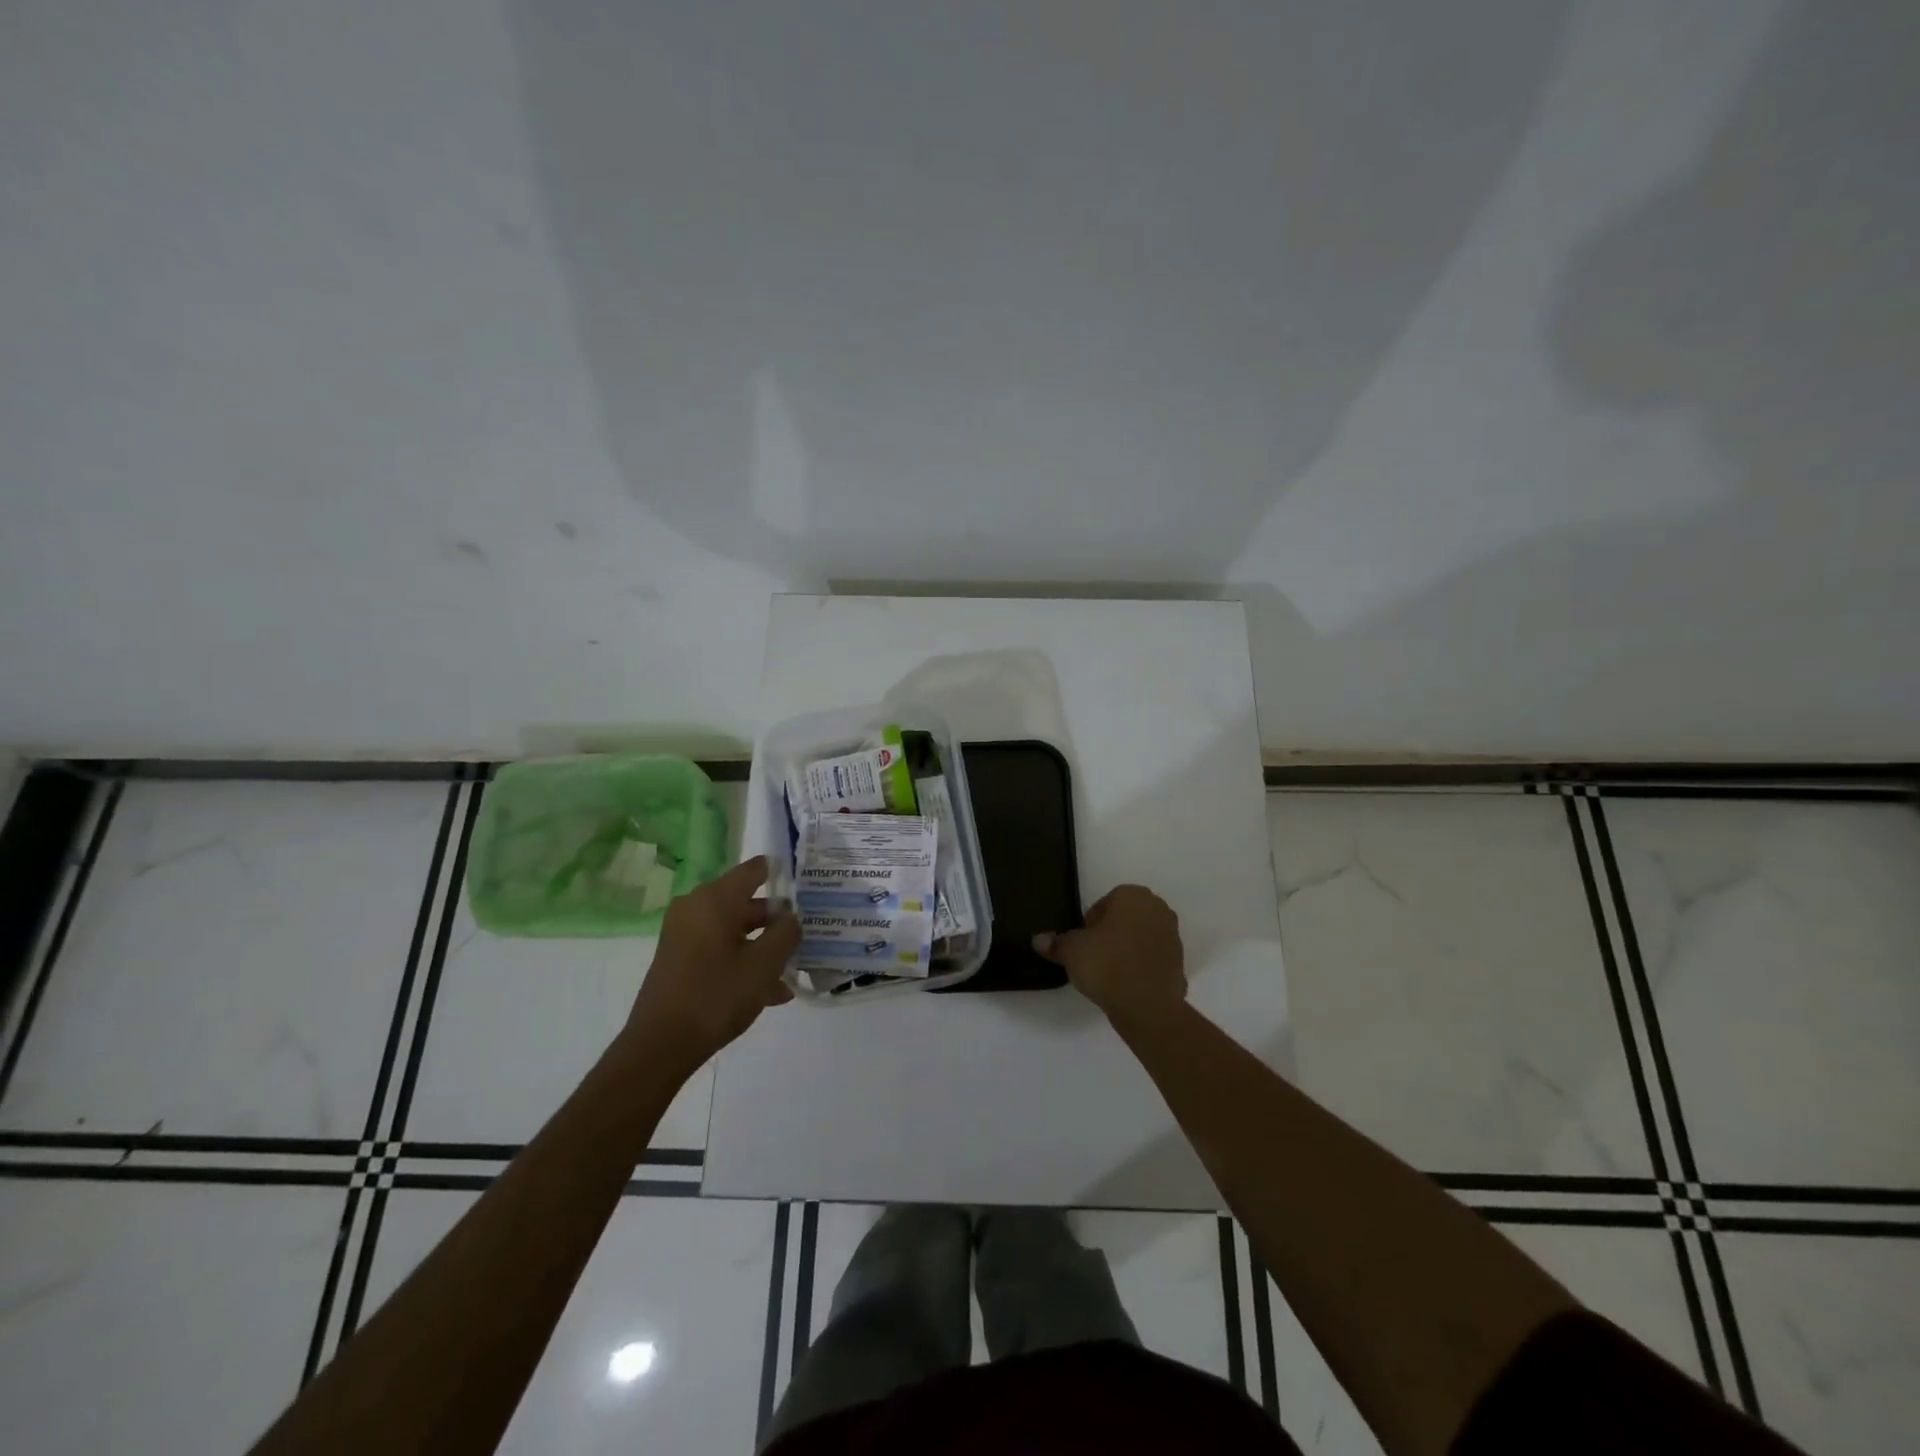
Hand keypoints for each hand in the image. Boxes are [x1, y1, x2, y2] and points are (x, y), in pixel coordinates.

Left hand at [626, 856, 799, 1069]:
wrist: (661, 1046)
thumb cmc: (717, 995)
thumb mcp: (765, 963)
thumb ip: (786, 932)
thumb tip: (790, 918)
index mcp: (714, 899)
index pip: (755, 870)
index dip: (782, 873)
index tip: (807, 886)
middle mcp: (695, 908)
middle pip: (746, 903)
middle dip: (777, 920)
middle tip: (808, 933)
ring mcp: (684, 935)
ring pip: (735, 931)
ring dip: (764, 947)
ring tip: (793, 970)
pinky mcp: (680, 960)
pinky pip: (720, 950)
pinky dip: (744, 962)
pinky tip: (770, 992)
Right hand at [1033, 884, 1185, 1025]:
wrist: (1147, 1006)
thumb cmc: (1107, 964)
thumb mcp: (1072, 951)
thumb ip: (1056, 943)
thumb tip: (1038, 940)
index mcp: (1134, 896)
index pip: (1107, 901)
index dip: (1091, 922)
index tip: (1083, 941)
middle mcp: (1158, 910)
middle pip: (1126, 918)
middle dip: (1111, 933)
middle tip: (1094, 955)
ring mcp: (1173, 937)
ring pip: (1142, 938)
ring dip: (1127, 949)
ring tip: (1109, 973)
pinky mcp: (1180, 964)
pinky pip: (1153, 960)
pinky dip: (1141, 968)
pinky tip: (1126, 985)